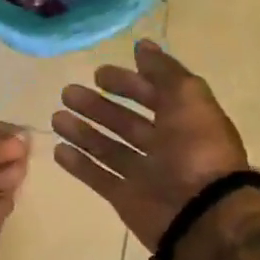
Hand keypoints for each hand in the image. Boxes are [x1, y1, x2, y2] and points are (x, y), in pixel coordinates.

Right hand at [51, 40, 249, 251]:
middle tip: (68, 93)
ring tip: (56, 118)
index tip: (98, 74)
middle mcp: (164, 146)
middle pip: (124, 122)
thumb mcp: (188, 99)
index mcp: (183, 121)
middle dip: (97, 106)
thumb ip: (164, 72)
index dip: (128, 83)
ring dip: (82, 132)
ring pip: (107, 147)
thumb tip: (142, 45)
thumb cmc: (197, 150)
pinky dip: (79, 164)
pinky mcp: (125, 197)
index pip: (152, 95)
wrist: (202, 215)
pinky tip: (58, 150)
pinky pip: (98, 176)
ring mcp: (143, 173)